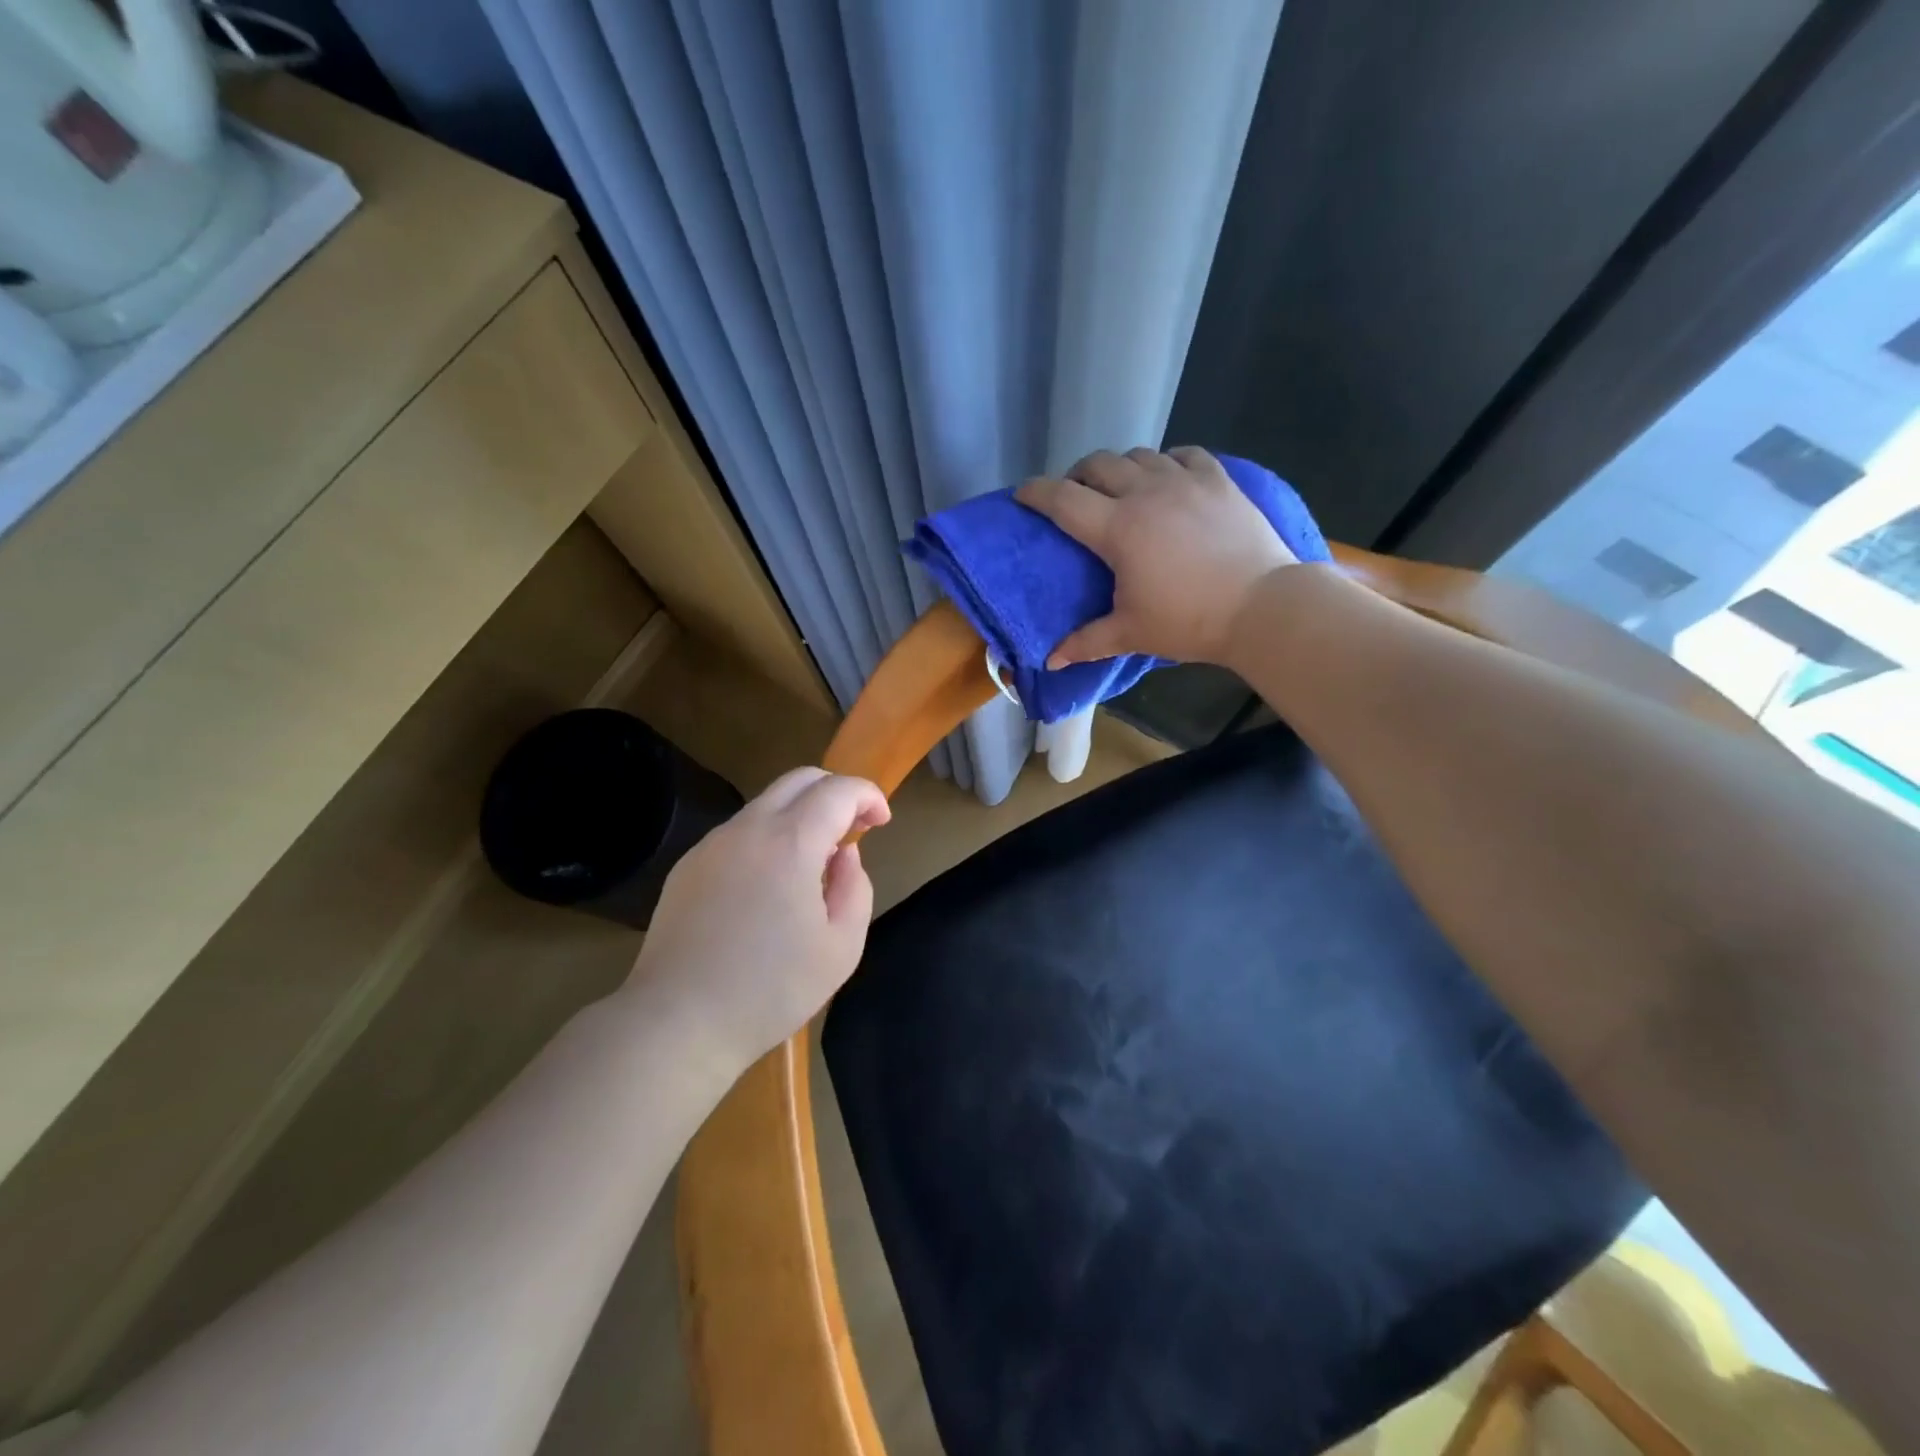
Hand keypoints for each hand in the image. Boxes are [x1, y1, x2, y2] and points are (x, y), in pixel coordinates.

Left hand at [625, 767, 889, 1077]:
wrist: (678, 1021)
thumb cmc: (771, 989)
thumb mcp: (841, 947)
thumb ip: (855, 888)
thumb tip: (844, 855)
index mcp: (791, 842)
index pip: (838, 790)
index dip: (868, 796)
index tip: (882, 821)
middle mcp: (748, 828)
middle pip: (799, 779)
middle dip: (835, 792)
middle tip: (854, 827)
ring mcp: (712, 844)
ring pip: (766, 804)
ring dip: (800, 815)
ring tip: (814, 862)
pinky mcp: (688, 866)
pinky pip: (739, 833)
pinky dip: (768, 837)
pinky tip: (770, 884)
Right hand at [1016, 446, 1296, 666]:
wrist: (1263, 606)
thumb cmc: (1189, 620)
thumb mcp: (1131, 633)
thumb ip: (1087, 642)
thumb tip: (1051, 661)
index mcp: (1117, 528)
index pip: (1062, 499)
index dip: (1036, 493)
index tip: (1022, 495)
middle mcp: (1146, 493)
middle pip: (1098, 464)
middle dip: (1078, 475)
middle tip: (1076, 496)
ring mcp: (1185, 480)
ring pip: (1139, 454)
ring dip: (1121, 467)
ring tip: (1122, 489)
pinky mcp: (1218, 479)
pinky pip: (1184, 454)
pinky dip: (1167, 461)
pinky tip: (1169, 478)